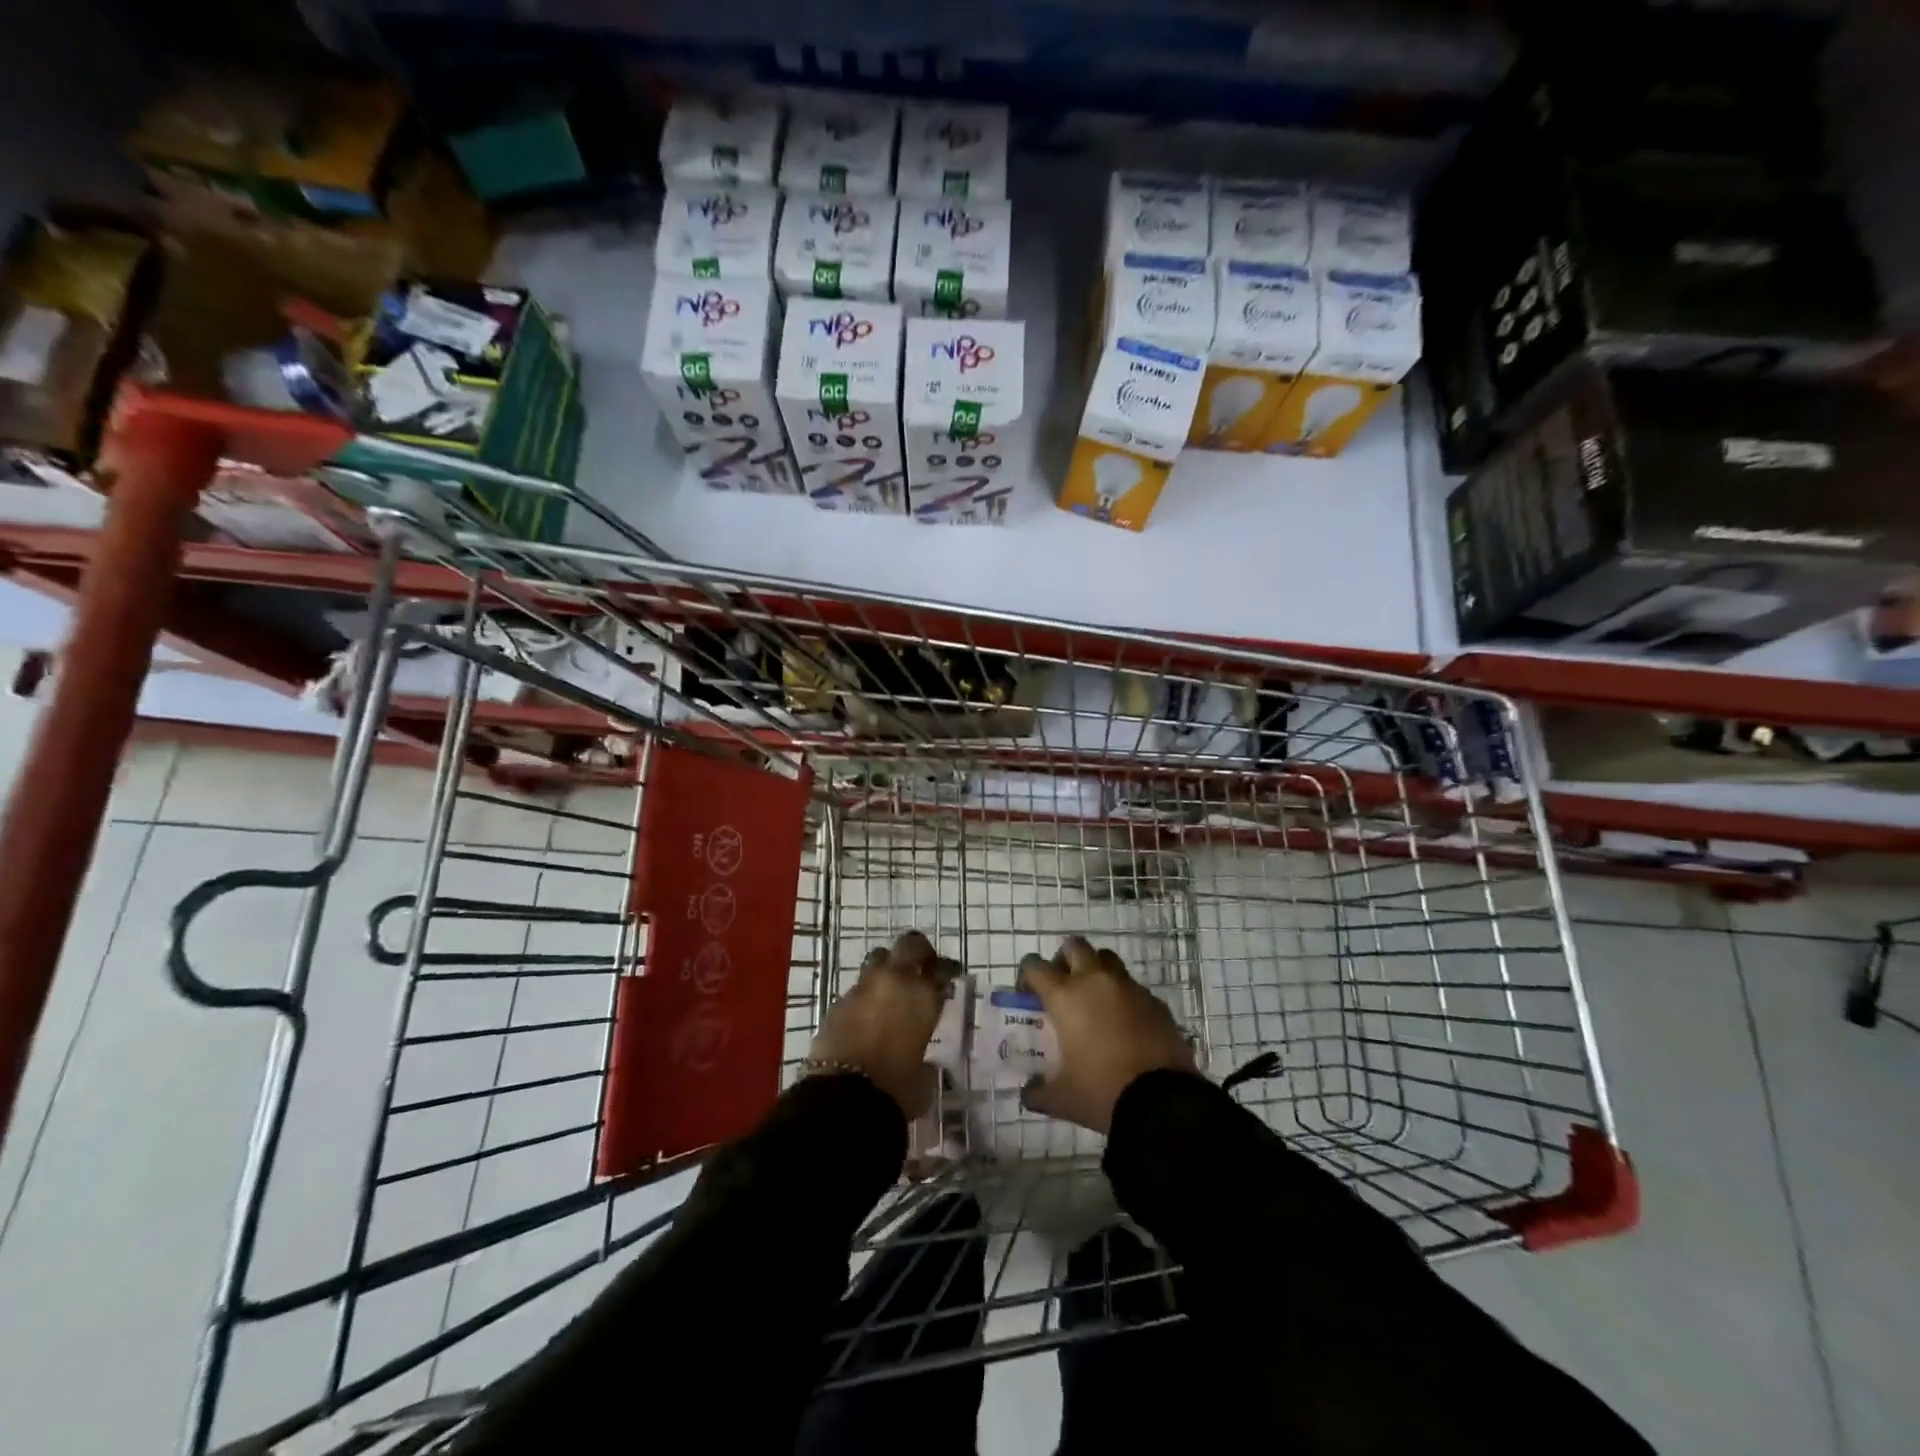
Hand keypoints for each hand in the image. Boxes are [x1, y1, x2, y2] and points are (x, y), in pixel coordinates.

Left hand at [809, 931, 956, 1118]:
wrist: (843, 1099)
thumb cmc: (896, 1090)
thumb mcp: (924, 1079)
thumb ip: (926, 1061)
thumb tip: (924, 1062)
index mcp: (922, 996)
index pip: (942, 968)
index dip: (946, 970)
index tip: (949, 977)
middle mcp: (894, 982)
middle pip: (909, 945)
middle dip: (917, 951)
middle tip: (922, 965)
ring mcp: (862, 989)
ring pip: (877, 960)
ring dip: (886, 969)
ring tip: (890, 989)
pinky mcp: (836, 1003)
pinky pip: (857, 990)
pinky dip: (865, 997)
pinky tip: (867, 1016)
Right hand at [1019, 936, 1197, 1132]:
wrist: (1163, 1103)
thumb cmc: (1102, 1092)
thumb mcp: (1062, 1098)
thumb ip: (1038, 1092)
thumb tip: (1028, 1093)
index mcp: (1066, 997)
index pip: (1036, 966)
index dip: (1028, 975)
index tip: (1029, 993)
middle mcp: (1095, 981)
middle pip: (1075, 946)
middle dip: (1065, 959)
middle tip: (1063, 985)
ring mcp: (1129, 988)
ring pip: (1107, 960)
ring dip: (1096, 971)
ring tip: (1095, 1001)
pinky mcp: (1155, 1001)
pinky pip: (1133, 987)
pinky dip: (1123, 997)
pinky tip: (1125, 1025)